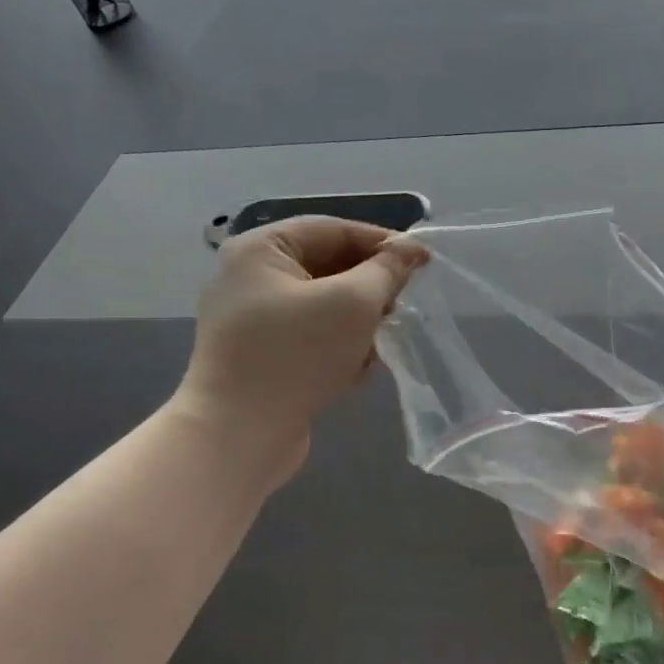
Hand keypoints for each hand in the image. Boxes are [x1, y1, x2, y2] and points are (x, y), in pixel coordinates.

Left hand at [171, 217, 427, 482]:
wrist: (239, 434)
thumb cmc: (296, 354)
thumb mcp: (353, 303)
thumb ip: (386, 271)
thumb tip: (410, 252)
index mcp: (261, 250)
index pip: (333, 229)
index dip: (382, 242)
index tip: (424, 261)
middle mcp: (251, 279)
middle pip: (329, 268)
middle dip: (369, 291)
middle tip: (400, 308)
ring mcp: (253, 321)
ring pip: (325, 308)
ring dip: (359, 325)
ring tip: (377, 347)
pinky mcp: (262, 358)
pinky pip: (312, 339)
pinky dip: (339, 349)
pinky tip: (355, 372)